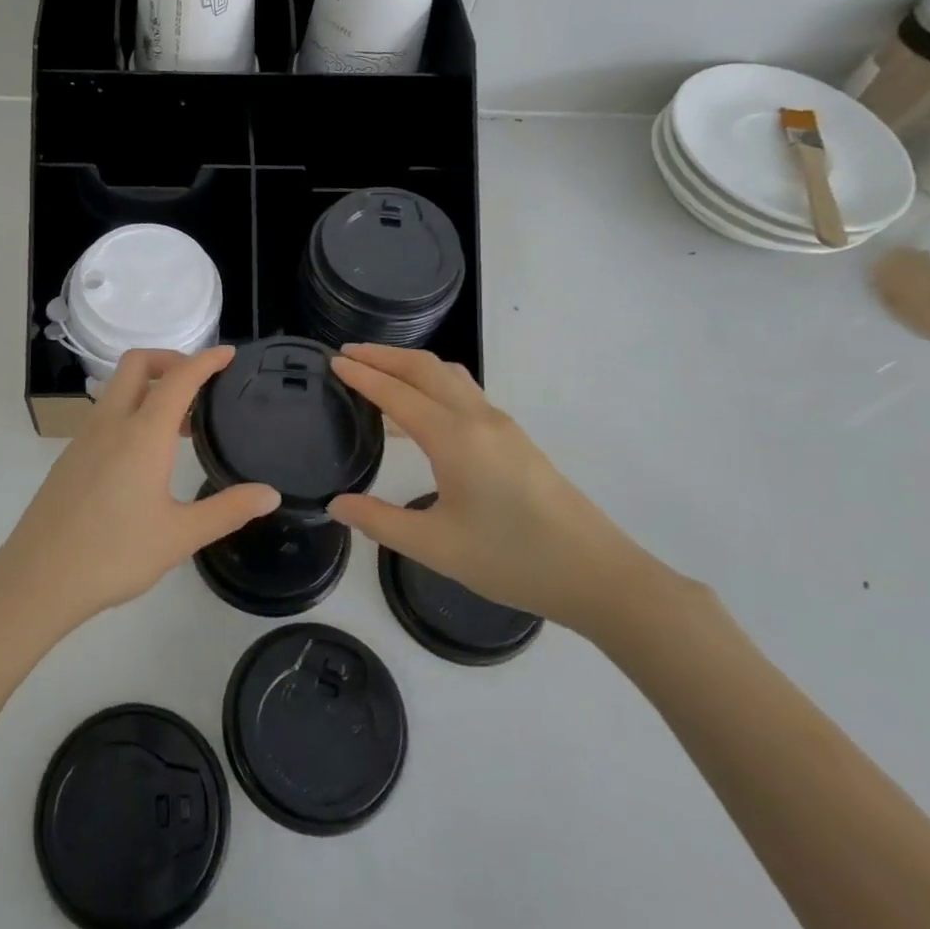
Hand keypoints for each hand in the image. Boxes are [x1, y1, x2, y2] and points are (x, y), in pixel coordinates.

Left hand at [0, 346, 279, 639]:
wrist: (37, 580)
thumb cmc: (114, 555)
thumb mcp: (180, 536)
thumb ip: (228, 510)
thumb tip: (271, 494)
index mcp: (142, 434)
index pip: (179, 378)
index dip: (206, 360)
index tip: (229, 354)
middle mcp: (111, 423)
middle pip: (137, 364)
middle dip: (170, 360)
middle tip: (200, 383)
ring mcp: (85, 438)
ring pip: (118, 388)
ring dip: (150, 387)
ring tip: (181, 424)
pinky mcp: (70, 458)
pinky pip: (105, 414)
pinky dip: (131, 410)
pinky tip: (145, 454)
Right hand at [327, 344, 645, 631]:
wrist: (596, 574)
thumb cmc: (512, 560)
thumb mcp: (436, 547)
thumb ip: (380, 521)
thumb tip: (336, 504)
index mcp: (455, 439)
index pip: (398, 394)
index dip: (363, 375)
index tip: (333, 360)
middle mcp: (478, 419)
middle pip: (425, 368)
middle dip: (384, 356)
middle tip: (348, 353)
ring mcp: (501, 426)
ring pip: (449, 376)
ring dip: (410, 366)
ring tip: (378, 372)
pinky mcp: (514, 439)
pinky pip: (463, 394)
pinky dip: (431, 385)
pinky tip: (418, 414)